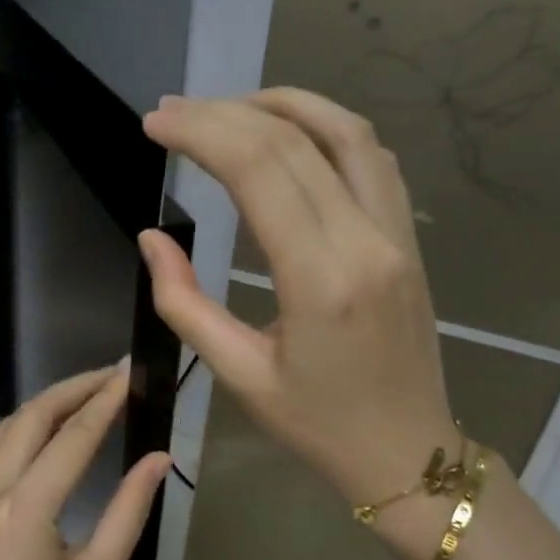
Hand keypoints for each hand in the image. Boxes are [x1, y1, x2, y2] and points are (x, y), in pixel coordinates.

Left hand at [0, 363, 171, 559]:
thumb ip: (129, 509)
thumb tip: (159, 457)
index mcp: (21, 512)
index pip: (70, 438)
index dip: (103, 400)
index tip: (129, 372)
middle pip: (28, 420)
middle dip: (71, 390)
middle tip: (111, 375)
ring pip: (1, 434)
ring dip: (43, 409)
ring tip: (85, 396)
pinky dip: (19, 437)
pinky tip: (46, 437)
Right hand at [138, 88, 457, 517]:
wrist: (407, 454)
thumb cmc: (316, 425)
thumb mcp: (238, 375)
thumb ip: (185, 303)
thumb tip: (151, 238)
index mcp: (320, 280)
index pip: (258, 171)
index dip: (201, 134)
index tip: (155, 126)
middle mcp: (366, 241)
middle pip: (294, 141)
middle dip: (224, 114)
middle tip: (172, 112)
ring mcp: (397, 234)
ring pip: (347, 132)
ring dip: (283, 105)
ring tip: (227, 108)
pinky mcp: (408, 238)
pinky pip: (372, 159)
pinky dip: (327, 128)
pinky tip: (290, 134)